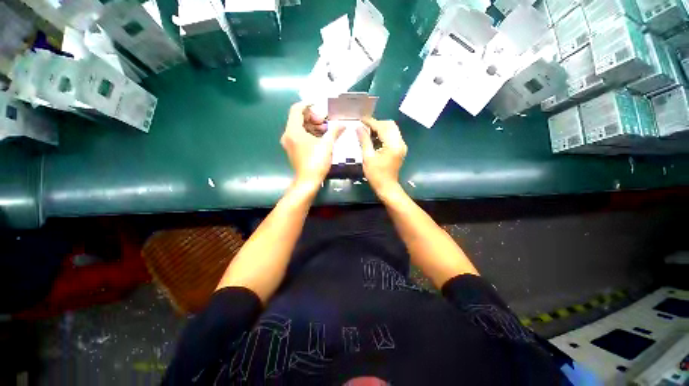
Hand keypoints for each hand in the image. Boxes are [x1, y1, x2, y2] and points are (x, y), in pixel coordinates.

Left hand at [281, 102, 344, 190]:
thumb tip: (343, 124)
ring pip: (299, 128)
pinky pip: (299, 136)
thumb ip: (335, 131)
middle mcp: (288, 135)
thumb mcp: (327, 145)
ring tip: (326, 130)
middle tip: (325, 122)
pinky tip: (321, 138)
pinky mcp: (293, 150)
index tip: (320, 107)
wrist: (308, 181)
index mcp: (293, 130)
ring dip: (312, 126)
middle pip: (298, 118)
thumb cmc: (316, 162)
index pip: (297, 109)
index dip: (308, 105)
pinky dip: (309, 133)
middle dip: (313, 117)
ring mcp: (289, 143)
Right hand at [356, 117, 406, 194]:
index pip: (382, 127)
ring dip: (380, 128)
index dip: (371, 122)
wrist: (387, 187)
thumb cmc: (376, 174)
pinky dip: (384, 134)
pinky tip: (374, 138)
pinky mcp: (400, 149)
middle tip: (364, 126)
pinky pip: (393, 136)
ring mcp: (401, 145)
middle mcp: (400, 142)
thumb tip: (358, 127)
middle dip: (377, 123)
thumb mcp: (367, 157)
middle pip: (390, 125)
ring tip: (368, 132)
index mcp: (392, 145)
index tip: (361, 119)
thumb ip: (364, 140)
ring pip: (392, 129)